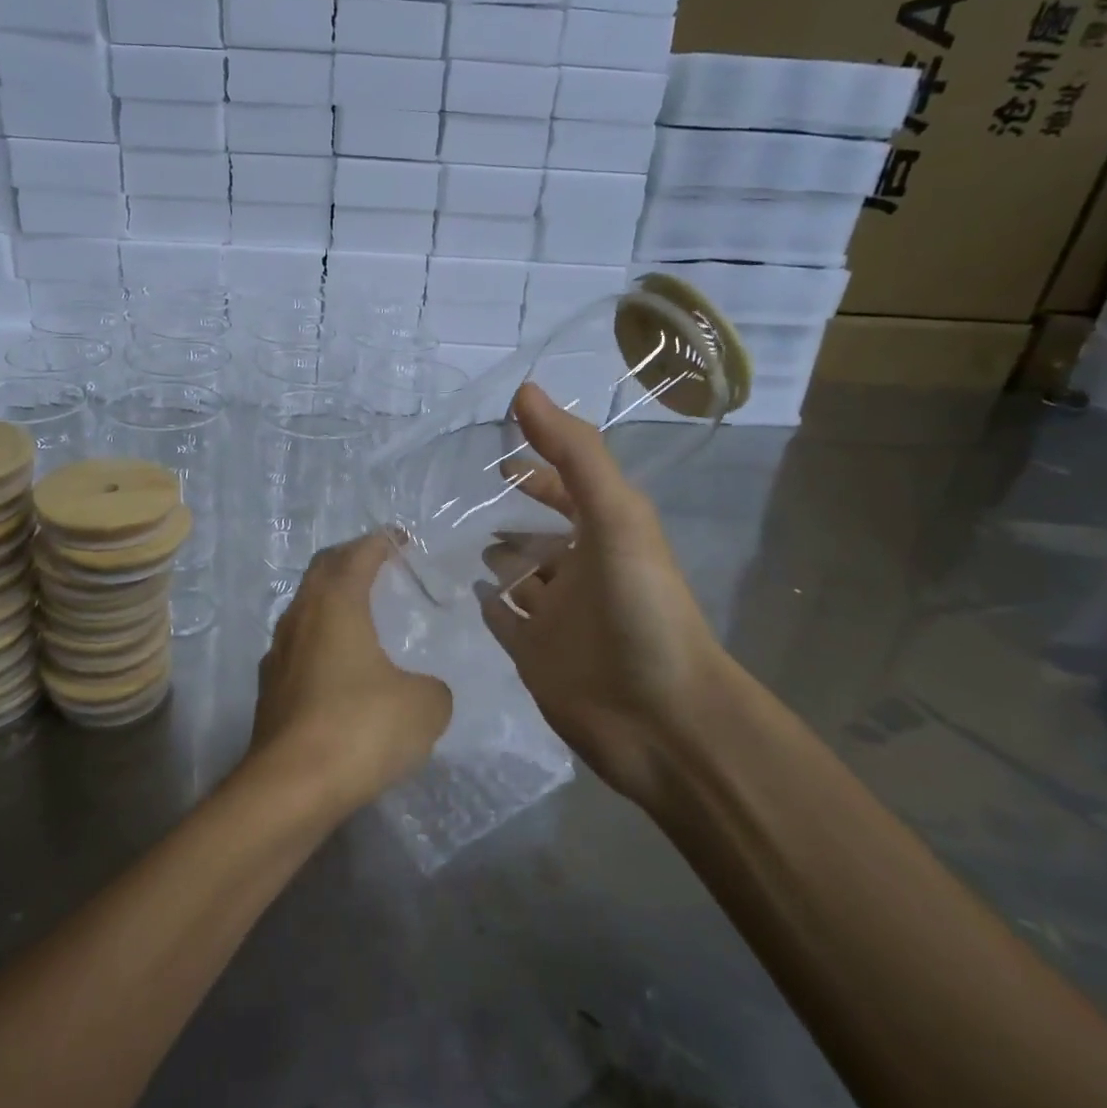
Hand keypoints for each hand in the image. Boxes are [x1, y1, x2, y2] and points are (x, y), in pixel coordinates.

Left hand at [248, 532, 453, 812]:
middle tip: (377, 563)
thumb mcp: (423, 707)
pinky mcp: (270, 690)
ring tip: (360, 611)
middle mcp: (300, 619)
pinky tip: (340, 666)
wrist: (291, 788)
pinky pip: (299, 646)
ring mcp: (278, 654)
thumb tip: (420, 690)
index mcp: (336, 605)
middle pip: (321, 572)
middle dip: (349, 560)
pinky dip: (321, 639)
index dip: (380, 542)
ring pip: (305, 609)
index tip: (400, 538)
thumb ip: (431, 688)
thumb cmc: (360, 729)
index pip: (357, 556)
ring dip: (331, 600)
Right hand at [477, 385, 740, 811]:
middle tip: (454, 497)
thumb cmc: (641, 607)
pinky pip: (505, 622)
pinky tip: (460, 588)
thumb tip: (524, 389)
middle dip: (508, 514)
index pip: (568, 489)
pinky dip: (487, 604)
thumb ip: (574, 453)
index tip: (493, 453)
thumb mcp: (617, 516)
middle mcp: (581, 572)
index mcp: (606, 535)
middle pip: (540, 533)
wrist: (659, 718)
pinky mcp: (535, 657)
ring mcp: (557, 617)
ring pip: (519, 577)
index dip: (538, 466)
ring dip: (495, 558)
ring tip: (447, 537)